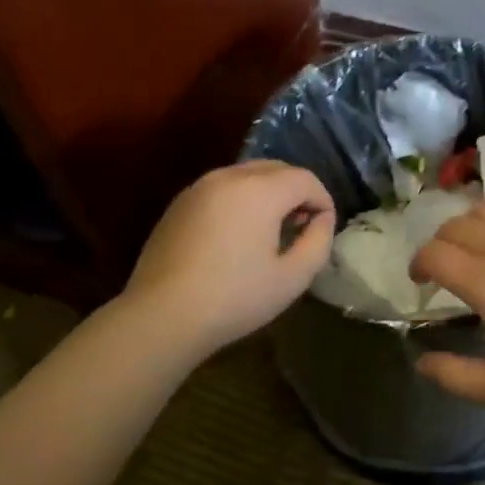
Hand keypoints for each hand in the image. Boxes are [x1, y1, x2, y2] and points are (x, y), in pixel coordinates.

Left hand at [124, 161, 335, 355]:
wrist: (161, 316)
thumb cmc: (234, 298)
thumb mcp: (292, 278)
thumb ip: (318, 241)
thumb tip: (322, 219)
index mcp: (259, 190)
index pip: (305, 179)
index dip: (323, 200)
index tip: (324, 228)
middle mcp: (229, 176)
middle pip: (276, 168)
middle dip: (296, 191)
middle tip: (301, 226)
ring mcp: (199, 187)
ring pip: (247, 175)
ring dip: (268, 193)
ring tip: (270, 231)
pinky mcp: (179, 203)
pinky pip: (222, 188)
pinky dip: (241, 200)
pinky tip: (237, 236)